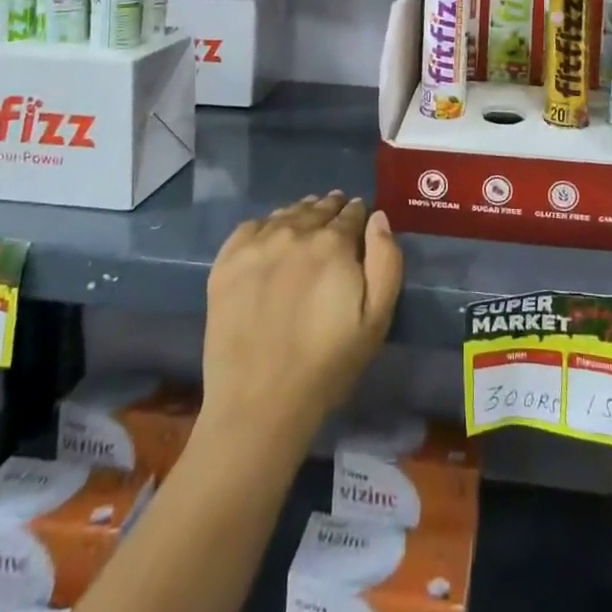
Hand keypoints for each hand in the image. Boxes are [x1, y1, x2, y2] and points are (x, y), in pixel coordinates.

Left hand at [202, 194, 402, 444]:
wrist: (259, 403)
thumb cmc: (327, 364)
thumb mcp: (377, 319)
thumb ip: (385, 260)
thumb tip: (377, 218)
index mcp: (333, 242)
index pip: (351, 213)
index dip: (358, 214)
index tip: (359, 220)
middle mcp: (294, 232)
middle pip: (318, 208)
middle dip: (331, 210)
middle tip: (335, 217)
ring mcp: (256, 244)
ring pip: (286, 214)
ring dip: (301, 214)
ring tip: (306, 223)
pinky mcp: (226, 262)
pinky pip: (252, 227)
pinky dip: (267, 226)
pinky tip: (271, 239)